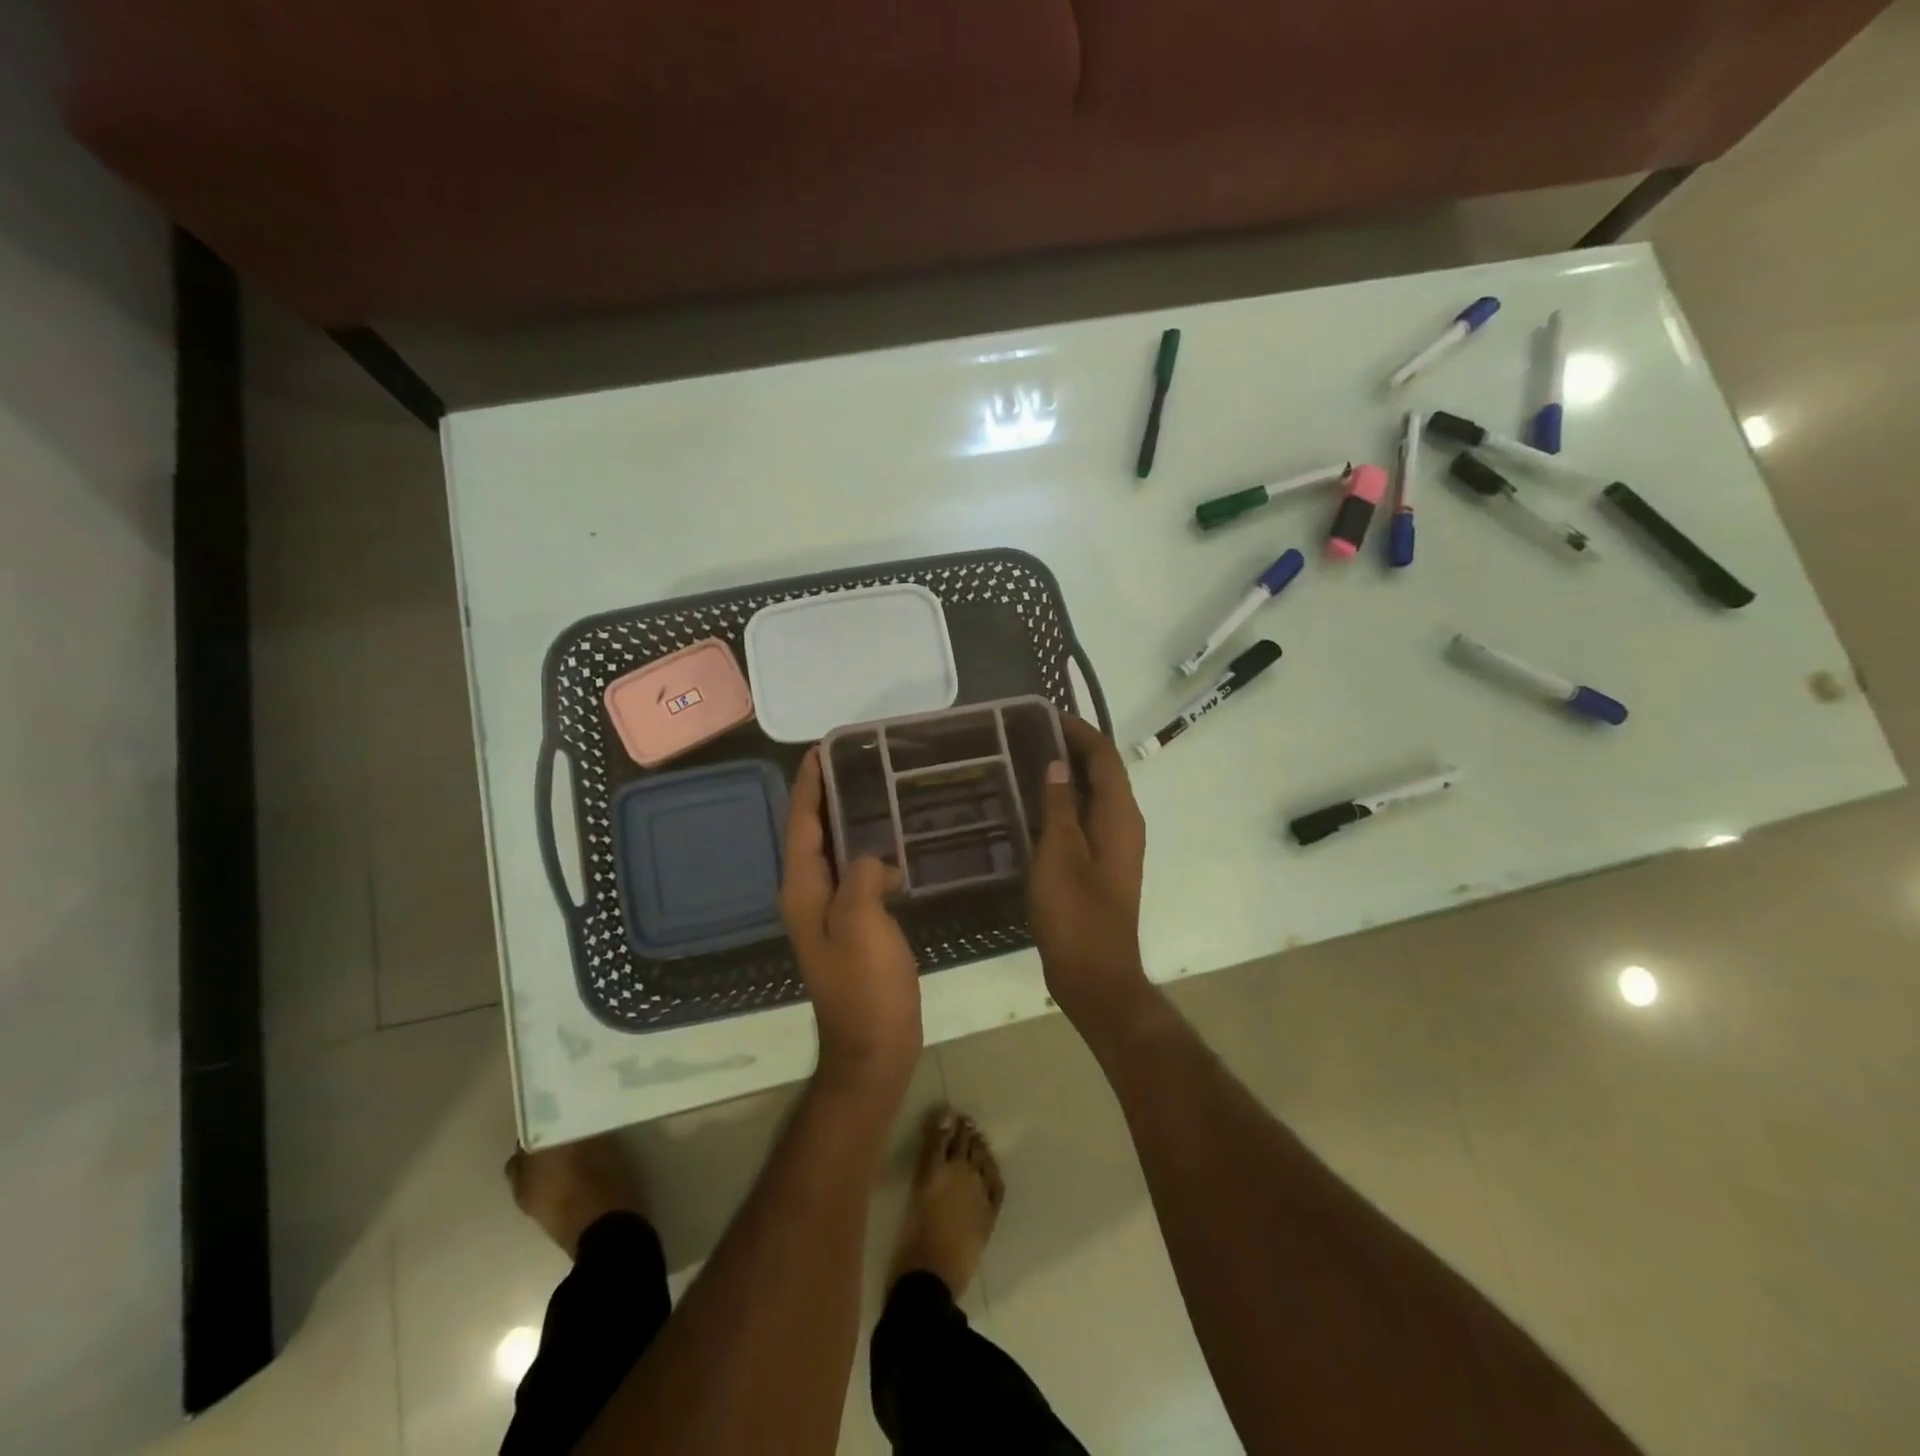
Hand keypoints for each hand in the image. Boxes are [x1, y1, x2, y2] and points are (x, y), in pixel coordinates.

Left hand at [781, 748, 922, 1097]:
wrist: (873, 1048)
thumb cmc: (865, 987)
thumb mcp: (862, 924)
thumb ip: (860, 876)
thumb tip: (871, 858)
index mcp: (803, 890)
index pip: (801, 825)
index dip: (808, 786)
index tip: (821, 749)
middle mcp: (808, 896)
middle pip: (811, 834)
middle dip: (826, 795)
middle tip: (854, 760)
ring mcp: (829, 913)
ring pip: (833, 852)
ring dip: (846, 820)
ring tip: (874, 788)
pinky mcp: (852, 925)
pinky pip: (853, 873)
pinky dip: (866, 850)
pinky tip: (893, 844)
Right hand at [1028, 716, 1151, 1029]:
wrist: (1094, 974)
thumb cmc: (1075, 913)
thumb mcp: (1059, 854)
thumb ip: (1059, 806)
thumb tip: (1057, 763)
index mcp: (1120, 816)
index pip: (1105, 756)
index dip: (1079, 731)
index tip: (1045, 714)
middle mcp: (1124, 824)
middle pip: (1103, 772)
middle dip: (1072, 748)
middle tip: (1027, 734)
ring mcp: (1114, 846)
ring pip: (1094, 796)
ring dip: (1067, 775)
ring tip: (1026, 760)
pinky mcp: (1101, 865)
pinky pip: (1085, 818)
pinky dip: (1064, 803)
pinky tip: (1034, 807)